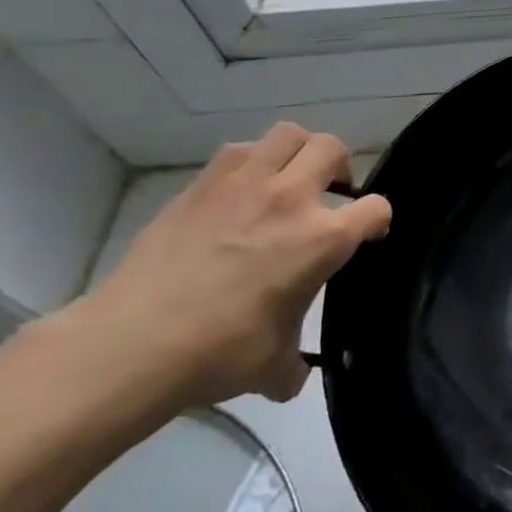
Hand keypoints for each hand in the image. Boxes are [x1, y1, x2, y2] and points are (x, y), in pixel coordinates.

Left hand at [59, 124, 390, 408]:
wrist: (133, 344)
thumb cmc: (220, 353)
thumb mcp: (275, 365)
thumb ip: (295, 363)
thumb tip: (291, 377)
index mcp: (324, 240)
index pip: (376, 209)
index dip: (378, 221)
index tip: (367, 235)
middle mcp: (291, 200)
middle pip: (333, 149)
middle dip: (340, 167)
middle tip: (329, 193)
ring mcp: (243, 186)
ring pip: (287, 134)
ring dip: (297, 153)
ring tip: (287, 180)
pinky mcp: (200, 187)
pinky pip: (238, 151)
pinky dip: (251, 161)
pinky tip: (241, 191)